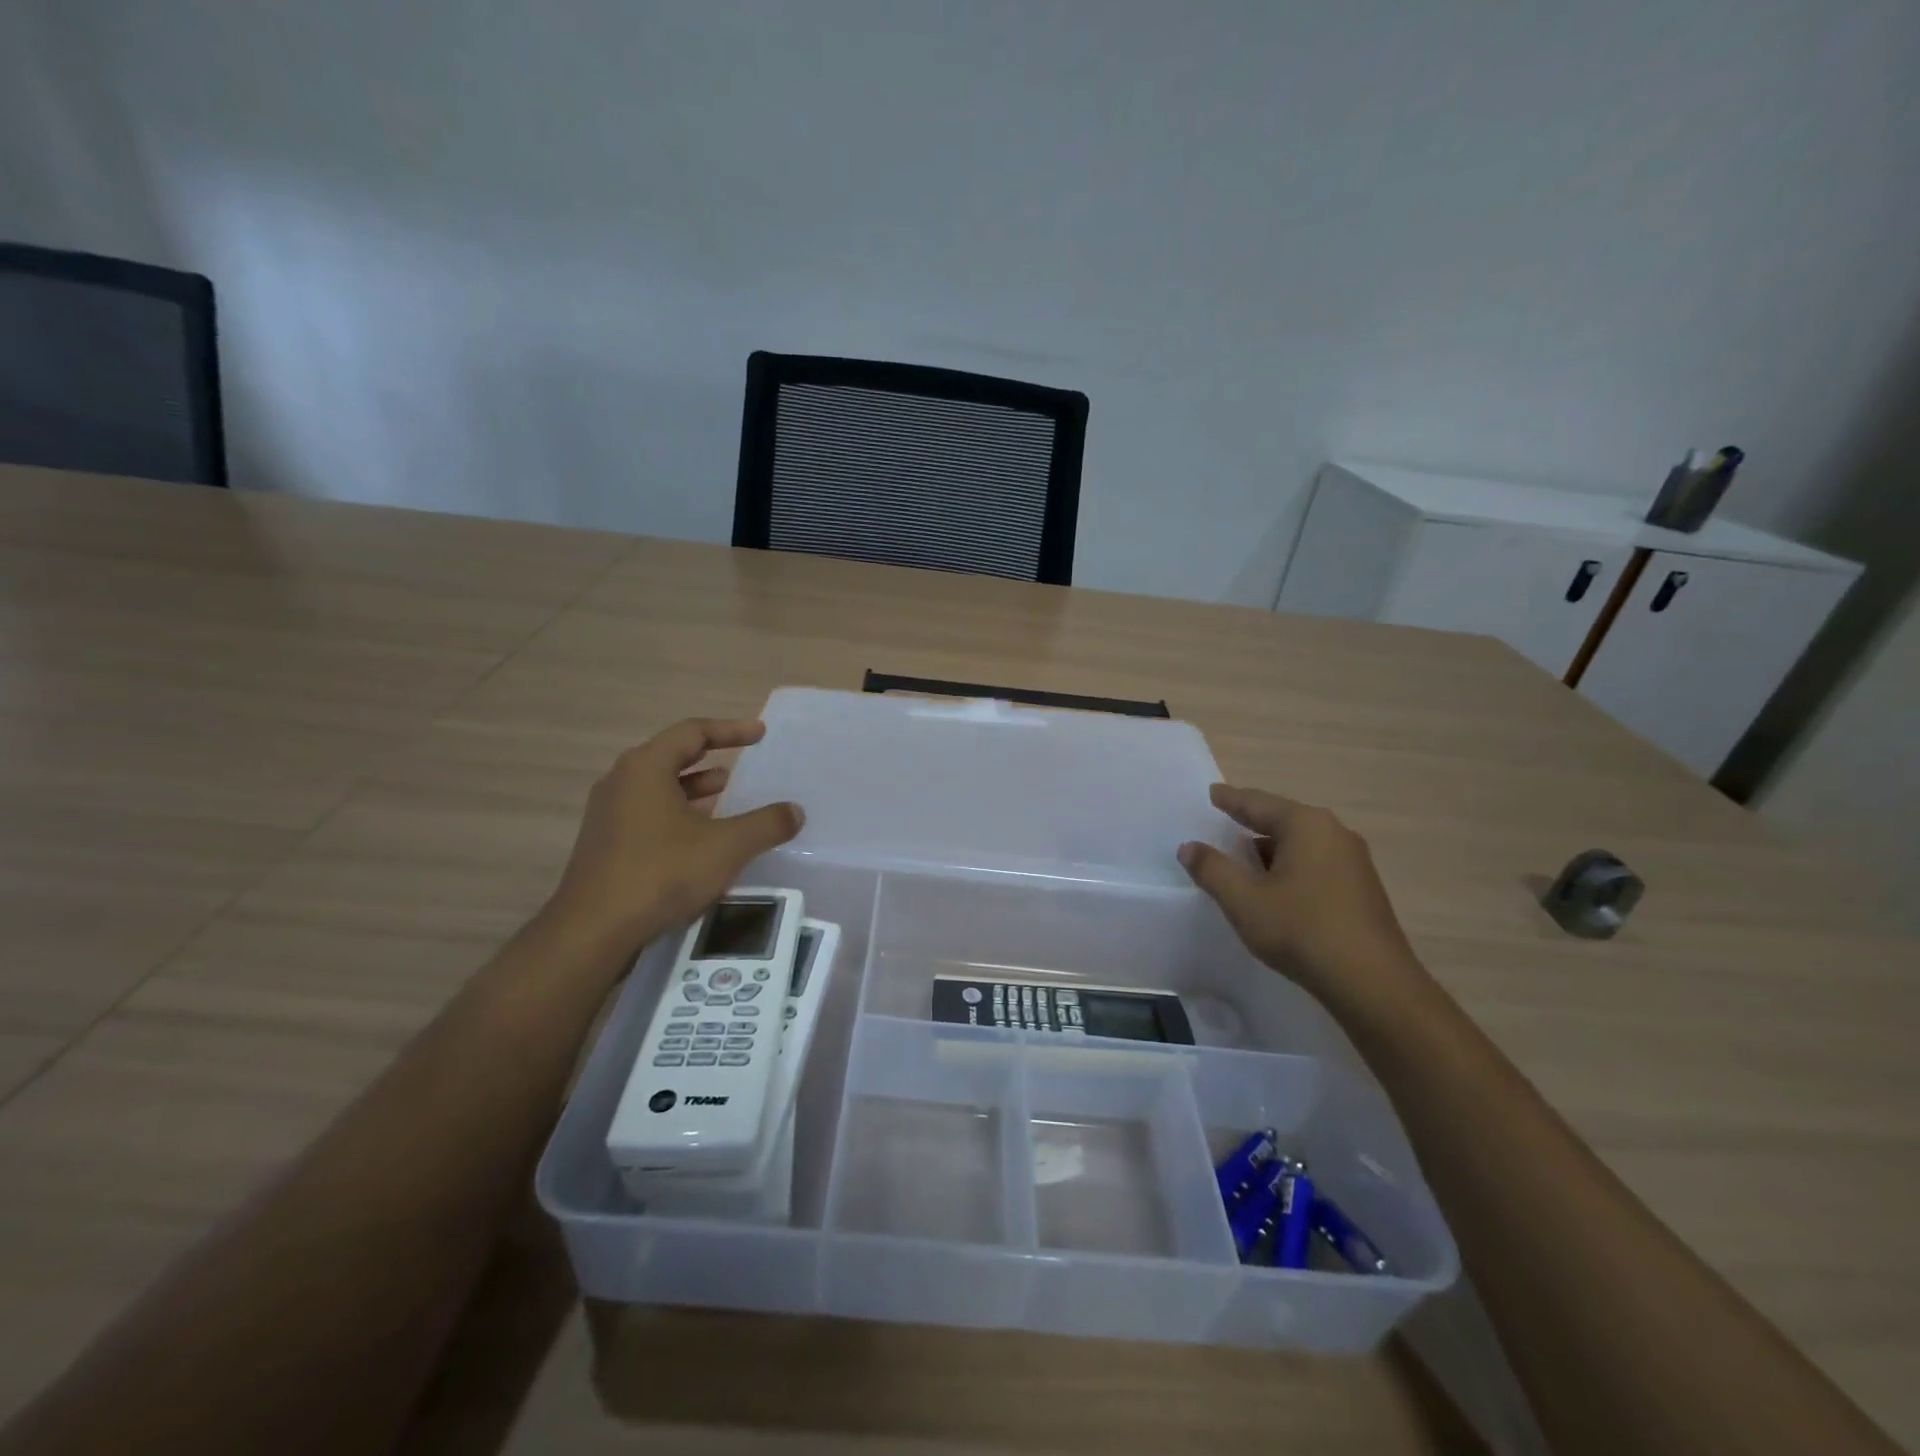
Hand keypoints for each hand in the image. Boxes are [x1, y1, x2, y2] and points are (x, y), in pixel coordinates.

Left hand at [542, 719, 803, 965]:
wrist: (593, 931)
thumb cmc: (661, 874)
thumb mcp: (726, 847)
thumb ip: (766, 824)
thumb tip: (795, 811)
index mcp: (646, 768)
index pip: (692, 732)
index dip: (731, 730)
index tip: (761, 734)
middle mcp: (621, 781)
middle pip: (671, 755)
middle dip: (711, 757)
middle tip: (743, 762)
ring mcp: (608, 814)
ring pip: (658, 787)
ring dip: (694, 787)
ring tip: (726, 795)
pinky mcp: (605, 843)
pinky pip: (648, 812)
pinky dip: (678, 813)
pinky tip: (699, 837)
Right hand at [1177, 784, 1427, 1013]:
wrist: (1373, 983)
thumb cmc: (1302, 930)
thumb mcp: (1244, 900)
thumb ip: (1212, 869)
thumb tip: (1189, 846)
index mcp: (1305, 825)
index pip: (1257, 803)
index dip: (1230, 799)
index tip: (1212, 793)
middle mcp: (1334, 833)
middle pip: (1282, 820)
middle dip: (1252, 822)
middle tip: (1225, 821)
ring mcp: (1353, 861)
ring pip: (1301, 844)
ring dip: (1271, 849)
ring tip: (1245, 859)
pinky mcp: (1362, 888)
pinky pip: (1316, 863)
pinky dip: (1291, 867)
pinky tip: (1277, 887)